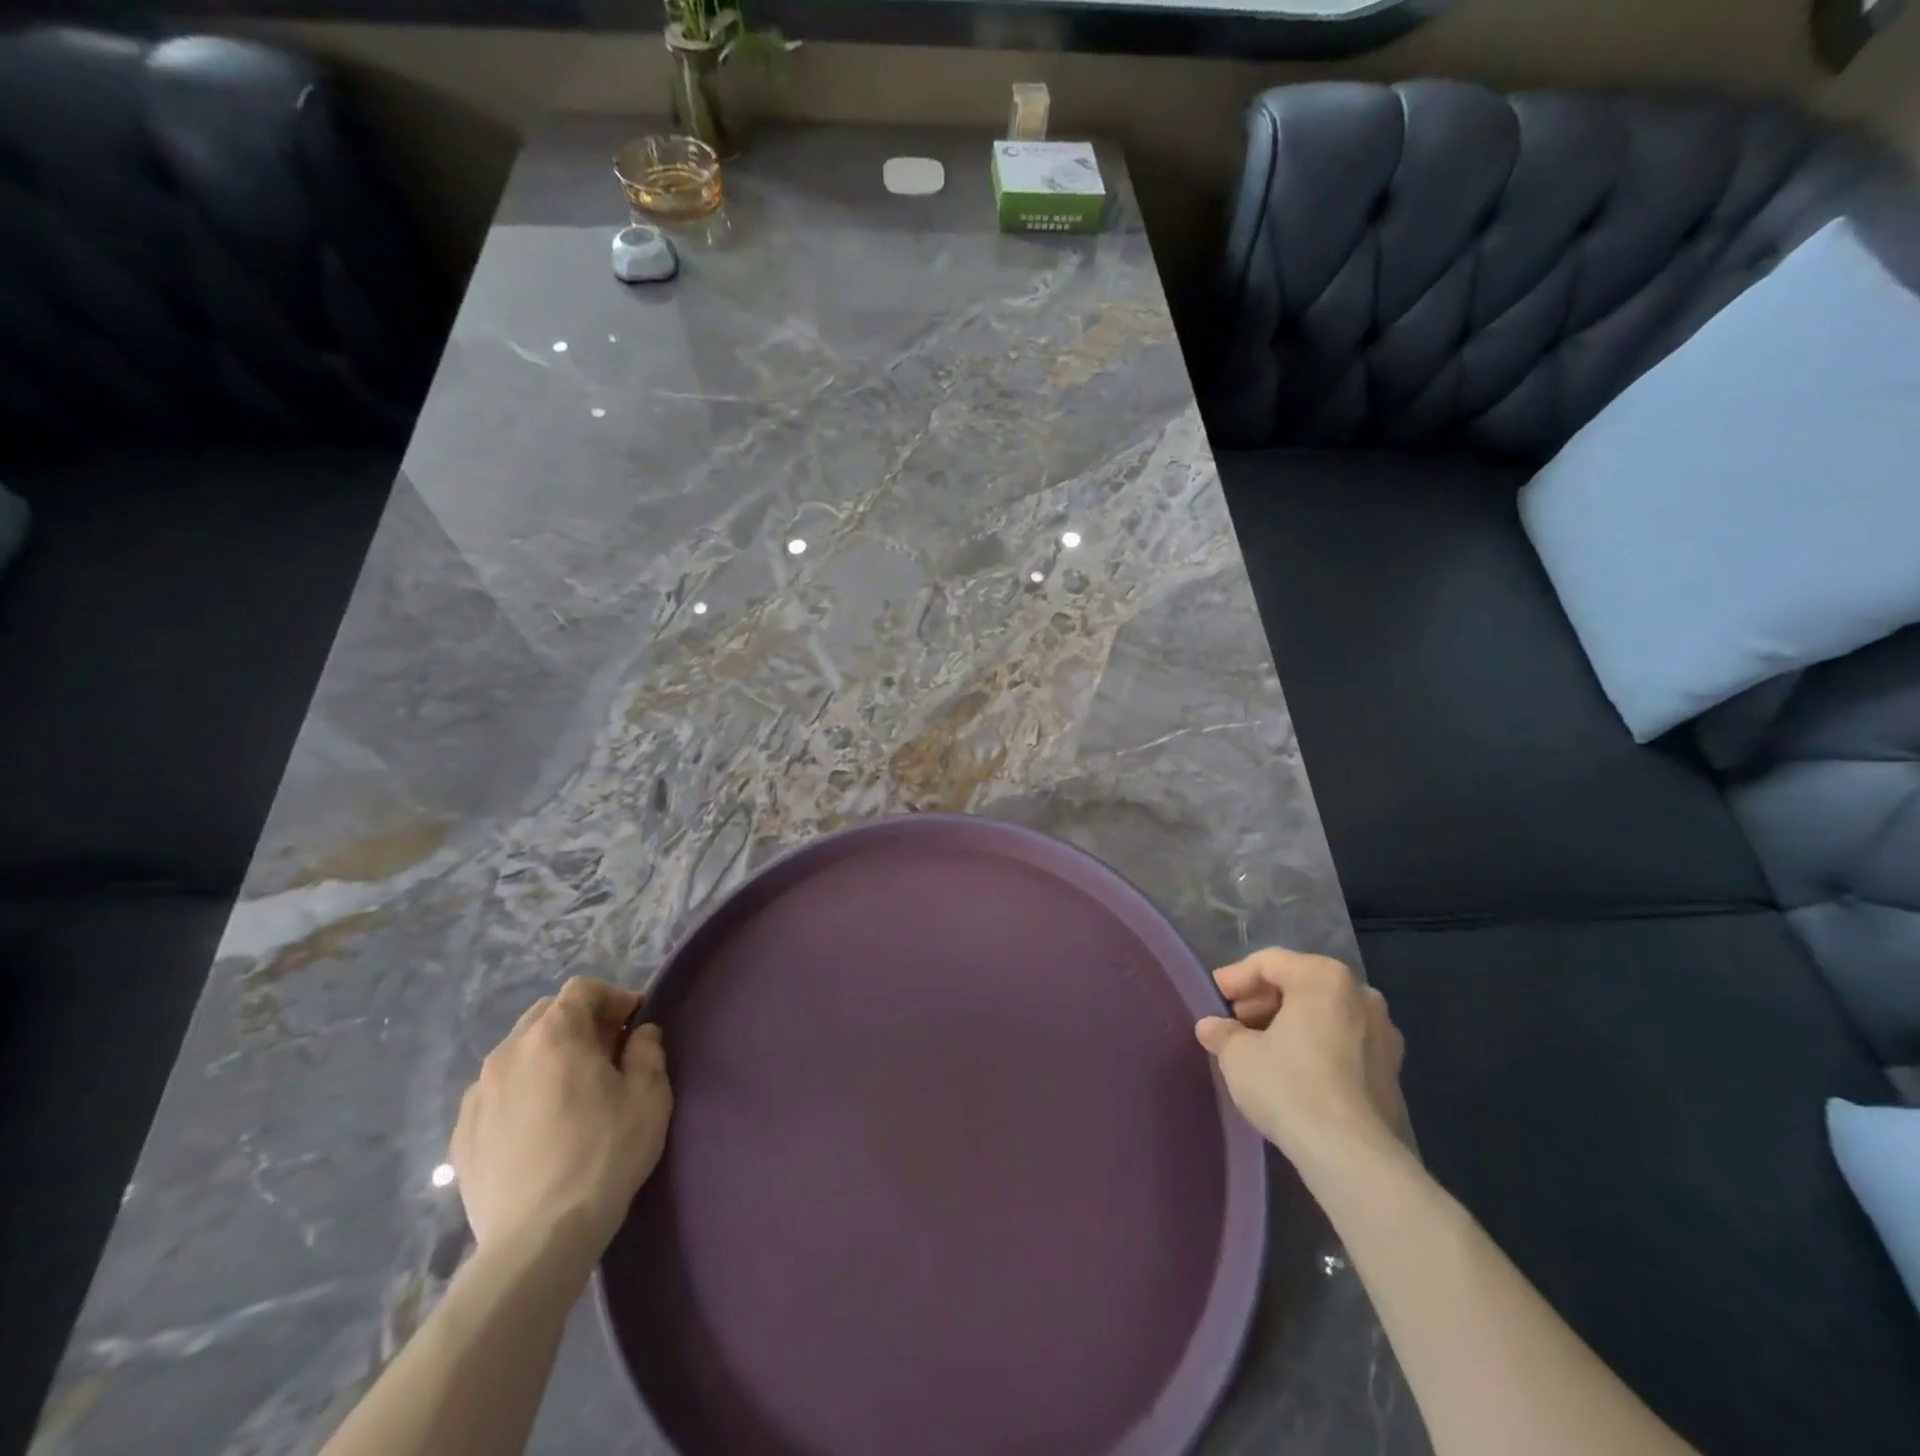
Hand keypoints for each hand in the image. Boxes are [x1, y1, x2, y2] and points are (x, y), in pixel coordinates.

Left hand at [451, 978, 672, 1264]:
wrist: (537, 1239)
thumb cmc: (604, 1153)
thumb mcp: (649, 1096)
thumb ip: (648, 1051)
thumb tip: (641, 1034)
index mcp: (555, 1034)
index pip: (582, 990)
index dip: (613, 997)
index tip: (636, 1022)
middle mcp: (509, 1052)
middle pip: (546, 1015)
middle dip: (580, 1024)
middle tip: (608, 1053)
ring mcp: (478, 1094)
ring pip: (518, 1054)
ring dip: (548, 1057)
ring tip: (572, 1091)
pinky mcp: (462, 1135)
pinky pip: (497, 1093)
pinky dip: (522, 1092)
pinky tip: (540, 1126)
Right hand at [1195, 949, 1410, 1176]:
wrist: (1352, 1155)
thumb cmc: (1289, 1086)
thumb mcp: (1238, 1055)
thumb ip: (1222, 1032)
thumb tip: (1211, 1027)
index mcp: (1323, 977)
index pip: (1269, 962)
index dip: (1236, 978)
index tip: (1215, 997)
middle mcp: (1360, 995)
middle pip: (1300, 984)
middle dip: (1264, 1000)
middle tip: (1235, 1022)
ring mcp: (1383, 1033)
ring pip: (1325, 1014)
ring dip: (1290, 1023)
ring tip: (1260, 1047)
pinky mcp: (1392, 1071)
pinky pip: (1344, 1043)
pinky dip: (1316, 1046)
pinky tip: (1293, 1070)